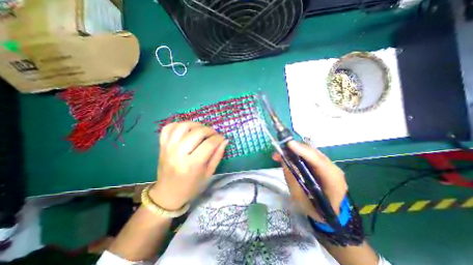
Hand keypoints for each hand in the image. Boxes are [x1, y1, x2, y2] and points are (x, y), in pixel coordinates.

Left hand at [149, 122, 227, 210]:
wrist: (168, 194)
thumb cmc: (192, 186)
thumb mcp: (209, 174)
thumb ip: (217, 155)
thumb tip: (225, 140)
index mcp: (192, 165)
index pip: (209, 144)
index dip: (218, 138)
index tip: (222, 138)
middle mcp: (178, 154)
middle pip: (197, 132)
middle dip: (209, 130)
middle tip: (214, 134)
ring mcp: (168, 148)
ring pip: (183, 126)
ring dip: (195, 125)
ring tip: (201, 130)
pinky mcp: (161, 146)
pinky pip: (168, 128)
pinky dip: (178, 125)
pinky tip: (186, 130)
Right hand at [273, 141, 345, 221]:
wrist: (332, 215)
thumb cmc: (315, 210)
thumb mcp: (300, 198)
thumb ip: (292, 178)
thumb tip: (283, 160)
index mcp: (333, 182)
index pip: (319, 163)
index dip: (304, 151)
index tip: (289, 144)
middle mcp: (334, 170)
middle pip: (314, 154)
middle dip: (296, 149)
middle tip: (279, 149)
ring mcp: (330, 166)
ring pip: (312, 153)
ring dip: (295, 150)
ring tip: (280, 153)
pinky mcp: (324, 165)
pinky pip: (310, 156)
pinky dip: (298, 154)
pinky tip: (288, 155)